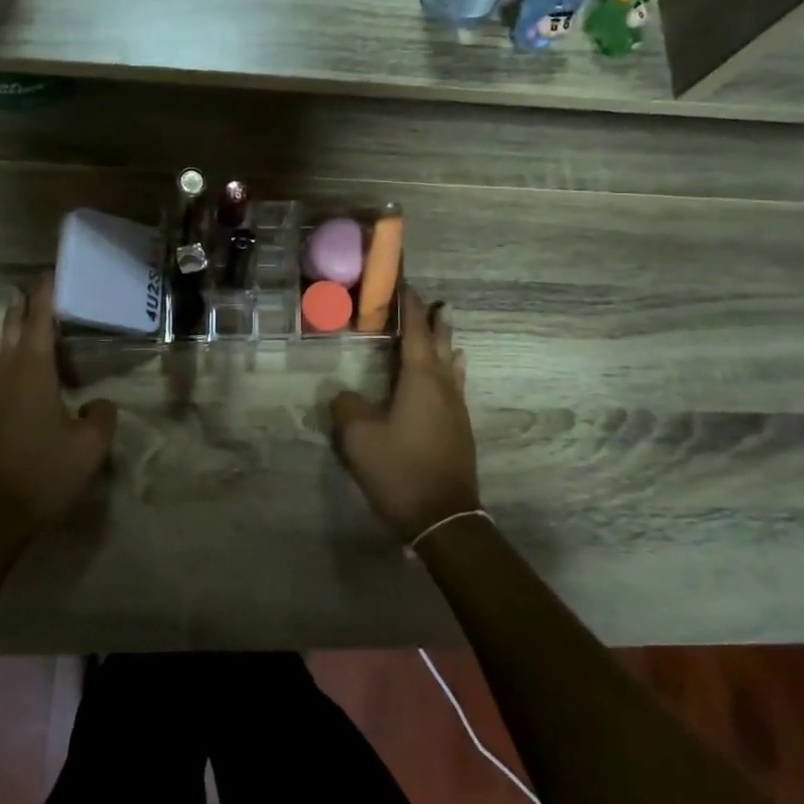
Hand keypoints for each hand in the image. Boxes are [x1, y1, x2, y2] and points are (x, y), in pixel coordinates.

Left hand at [0, 276, 117, 542]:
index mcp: (34, 375)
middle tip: (28, 286)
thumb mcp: (89, 446)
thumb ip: (101, 417)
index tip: (49, 275)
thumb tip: (98, 403)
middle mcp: (7, 376)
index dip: (46, 299)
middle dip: (23, 308)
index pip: (40, 325)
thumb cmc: (44, 474)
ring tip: (9, 308)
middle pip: (13, 332)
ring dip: (4, 326)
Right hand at [329, 288, 479, 542]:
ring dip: (447, 344)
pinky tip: (451, 377)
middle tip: (437, 301)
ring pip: (452, 366)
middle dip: (436, 322)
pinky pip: (455, 386)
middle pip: (441, 345)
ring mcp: (456, 409)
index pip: (416, 333)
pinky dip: (451, 370)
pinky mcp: (459, 430)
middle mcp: (443, 387)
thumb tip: (345, 396)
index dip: (411, 309)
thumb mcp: (359, 437)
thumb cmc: (399, 469)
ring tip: (447, 329)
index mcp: (420, 380)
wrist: (442, 517)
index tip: (408, 286)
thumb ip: (347, 408)